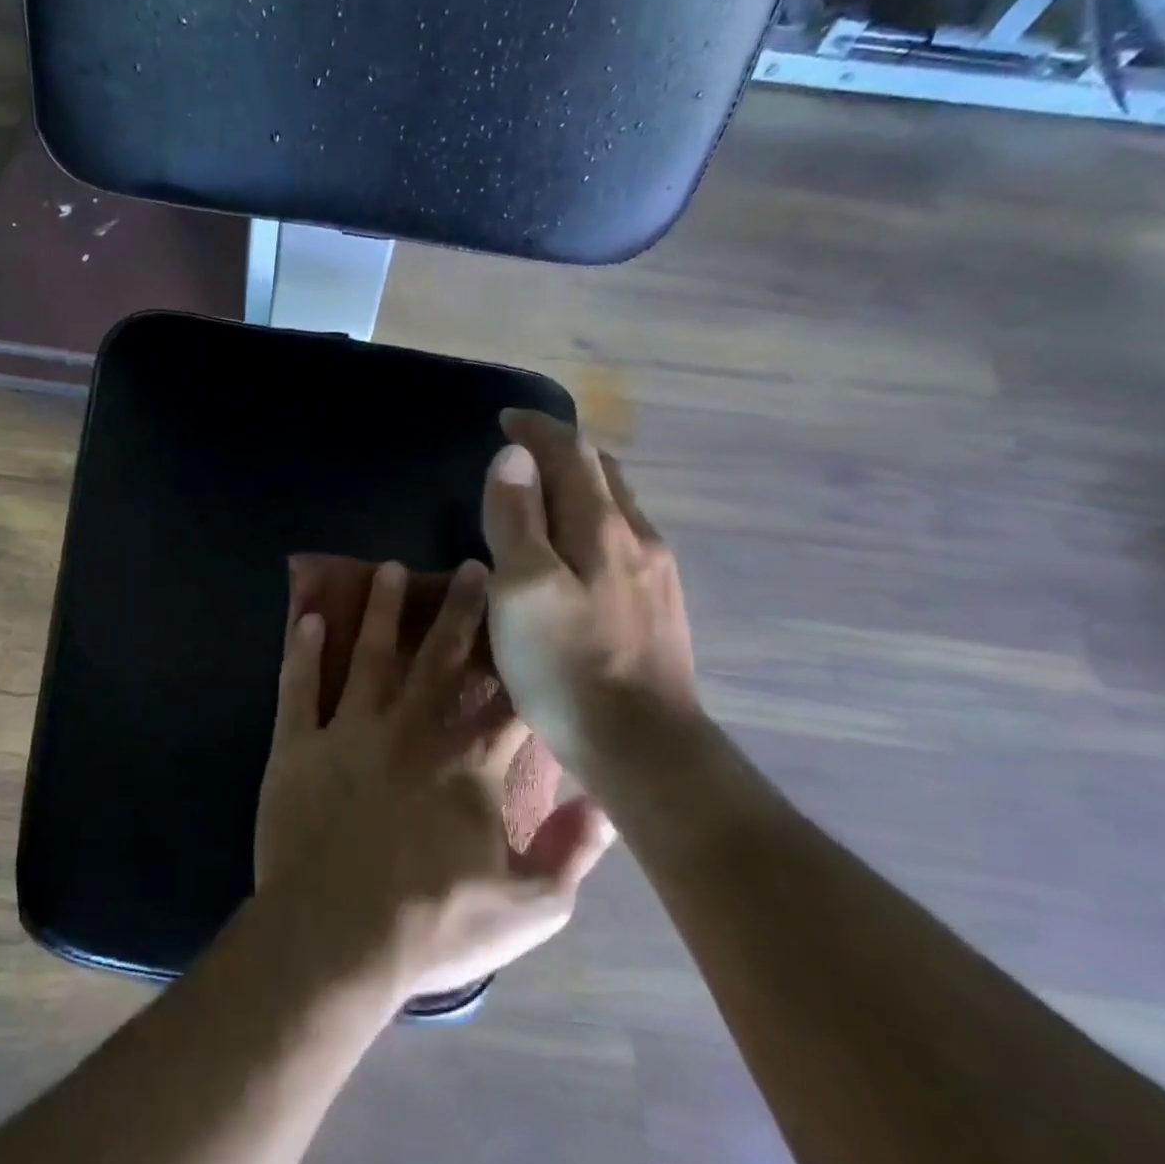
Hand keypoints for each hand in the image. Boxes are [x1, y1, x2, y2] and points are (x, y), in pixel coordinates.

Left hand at [253, 558, 614, 1003]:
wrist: (335, 939)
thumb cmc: (432, 926)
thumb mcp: (528, 910)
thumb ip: (572, 854)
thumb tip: (604, 804)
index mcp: (468, 765)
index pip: (505, 700)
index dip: (519, 660)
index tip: (528, 620)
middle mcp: (412, 731)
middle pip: (442, 657)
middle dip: (461, 610)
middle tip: (471, 566)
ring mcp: (350, 732)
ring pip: (370, 655)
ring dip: (381, 610)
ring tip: (389, 568)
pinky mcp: (298, 745)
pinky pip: (300, 687)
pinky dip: (304, 652)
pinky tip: (310, 618)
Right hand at [481, 409, 699, 777]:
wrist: (642, 745)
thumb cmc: (567, 666)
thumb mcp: (523, 589)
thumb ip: (516, 518)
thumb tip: (515, 455)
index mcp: (601, 527)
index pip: (571, 453)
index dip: (537, 429)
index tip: (505, 418)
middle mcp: (637, 537)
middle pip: (603, 472)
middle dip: (563, 450)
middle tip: (524, 451)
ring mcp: (656, 572)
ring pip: (617, 507)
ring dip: (581, 485)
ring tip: (546, 493)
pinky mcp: (659, 605)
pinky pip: (624, 539)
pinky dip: (594, 521)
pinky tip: (579, 550)